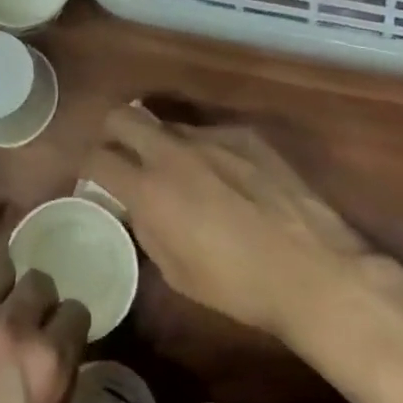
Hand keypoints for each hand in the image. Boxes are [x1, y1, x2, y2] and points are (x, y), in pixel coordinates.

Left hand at [0, 243, 89, 402]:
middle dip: (37, 303)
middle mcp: (13, 326)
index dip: (67, 327)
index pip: (76, 311)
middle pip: (40, 281)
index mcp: (50, 362)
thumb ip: (61, 384)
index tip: (58, 338)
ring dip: (2, 285)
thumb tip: (60, 352)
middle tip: (22, 325)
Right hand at [86, 104, 372, 341]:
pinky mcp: (245, 134)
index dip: (88, 167)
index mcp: (149, 189)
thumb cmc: (238, 286)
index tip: (96, 179)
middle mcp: (173, 152)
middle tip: (123, 157)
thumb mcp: (175, 272)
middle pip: (121, 116)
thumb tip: (136, 206)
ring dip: (162, 144)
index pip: (96, 157)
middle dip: (112, 133)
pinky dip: (205, 151)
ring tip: (183, 175)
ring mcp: (211, 136)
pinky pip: (209, 133)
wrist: (314, 270)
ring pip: (168, 124)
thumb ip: (146, 228)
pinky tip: (228, 179)